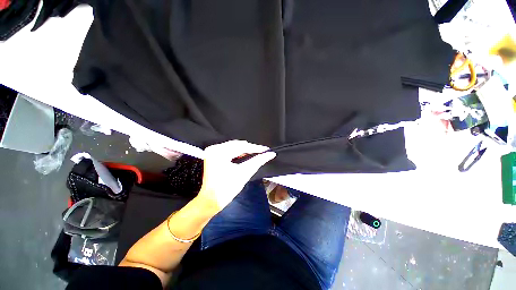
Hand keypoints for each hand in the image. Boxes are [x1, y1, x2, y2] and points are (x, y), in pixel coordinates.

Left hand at [196, 140, 275, 212]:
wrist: (210, 201)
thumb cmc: (227, 189)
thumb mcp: (244, 173)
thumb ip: (257, 161)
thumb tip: (270, 154)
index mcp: (219, 153)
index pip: (241, 146)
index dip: (255, 148)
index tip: (267, 150)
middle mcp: (214, 149)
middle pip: (237, 145)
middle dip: (250, 148)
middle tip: (263, 152)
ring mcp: (212, 151)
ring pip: (233, 146)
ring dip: (245, 150)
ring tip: (256, 153)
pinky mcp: (213, 155)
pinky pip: (229, 150)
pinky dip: (238, 152)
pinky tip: (245, 155)